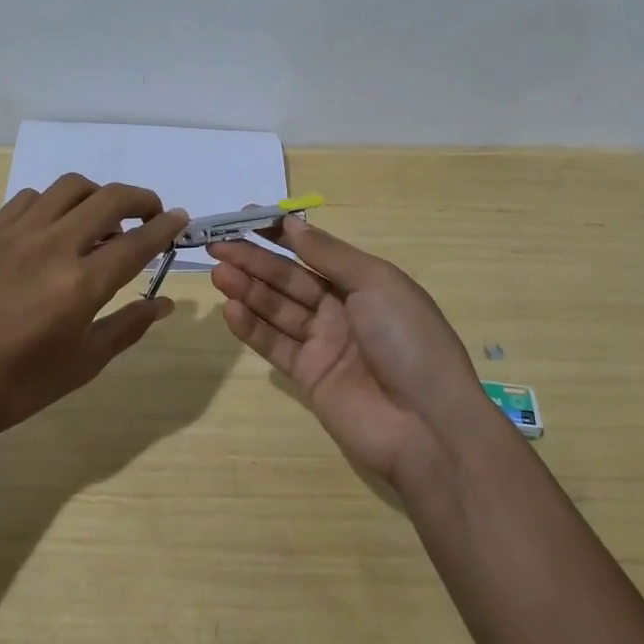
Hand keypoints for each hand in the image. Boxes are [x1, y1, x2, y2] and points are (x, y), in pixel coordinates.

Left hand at [0, 175, 187, 459]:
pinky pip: (30, 198)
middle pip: (109, 199)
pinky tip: (54, 229)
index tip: (181, 219)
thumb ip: (127, 326)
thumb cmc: (14, 388)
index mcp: (79, 285)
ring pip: (69, 188)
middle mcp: (51, 246)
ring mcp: (15, 234)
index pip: (137, 242)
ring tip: (102, 221)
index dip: (165, 227)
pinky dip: (54, 204)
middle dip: (141, 200)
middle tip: (151, 215)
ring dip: (98, 196)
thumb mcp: (81, 365)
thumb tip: (164, 303)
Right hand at [209, 217, 494, 490]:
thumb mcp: (376, 283)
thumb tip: (292, 223)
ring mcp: (324, 344)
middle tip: (217, 245)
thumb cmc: (407, 339)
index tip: (246, 218)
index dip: (281, 235)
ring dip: (248, 289)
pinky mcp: (308, 376)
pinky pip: (275, 344)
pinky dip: (252, 327)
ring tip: (218, 272)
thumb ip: (329, 254)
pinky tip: (230, 309)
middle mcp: (342, 309)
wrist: (426, 425)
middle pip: (290, 279)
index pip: (314, 251)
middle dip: (255, 260)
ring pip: (278, 309)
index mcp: (365, 283)